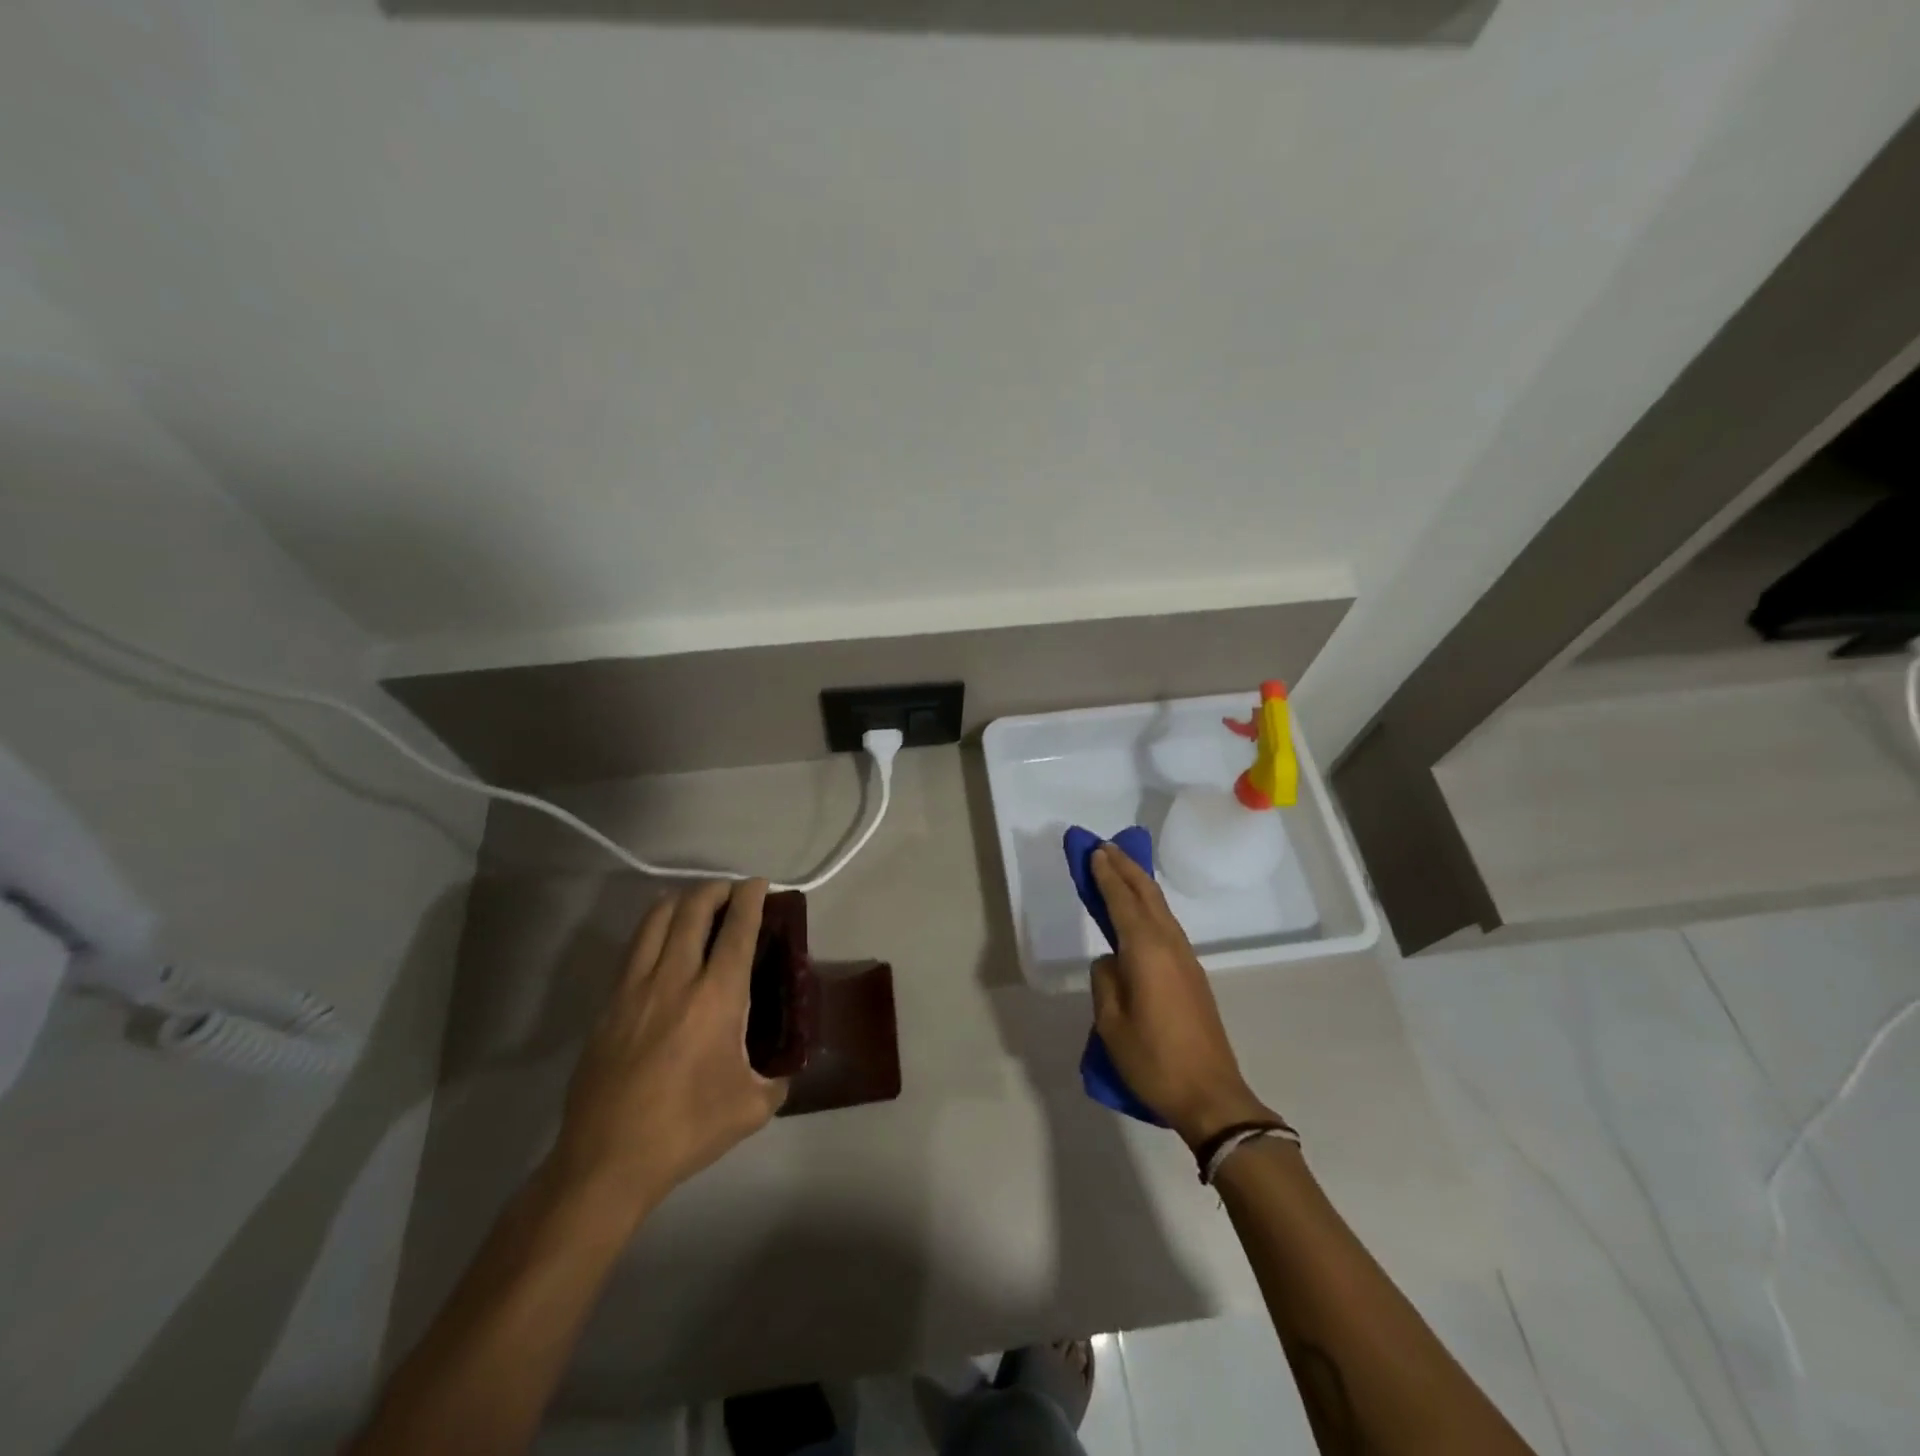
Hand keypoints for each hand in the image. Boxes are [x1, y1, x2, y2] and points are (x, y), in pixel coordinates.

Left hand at [547, 879, 786, 1223]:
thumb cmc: (686, 1130)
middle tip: (730, 892)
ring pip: (656, 920)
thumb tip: (785, 1066)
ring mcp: (635, 988)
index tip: (758, 884)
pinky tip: (662, 942)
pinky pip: (634, 949)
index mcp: (717, 997)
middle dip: (715, 889)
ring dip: (681, 901)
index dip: (750, 898)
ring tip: (695, 905)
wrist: (607, 1160)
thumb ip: (776, 1079)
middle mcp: (675, 979)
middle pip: (693, 910)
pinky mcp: (609, 1004)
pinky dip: (653, 929)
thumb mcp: (751, 1108)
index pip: (738, 929)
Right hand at [1089, 844, 1278, 1146]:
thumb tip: (1112, 961)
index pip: (1122, 901)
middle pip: (1147, 895)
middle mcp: (1169, 945)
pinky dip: (1149, 906)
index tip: (1094, 851)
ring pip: (1160, 908)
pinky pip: (1166, 925)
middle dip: (1126, 867)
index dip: (1106, 875)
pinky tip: (1140, 910)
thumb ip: (1105, 981)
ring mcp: (1186, 959)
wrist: (1211, 1096)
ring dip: (1139, 883)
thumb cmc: (1154, 1060)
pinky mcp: (1192, 974)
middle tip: (1105, 846)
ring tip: (1120, 867)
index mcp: (1146, 951)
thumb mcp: (1111, 1023)